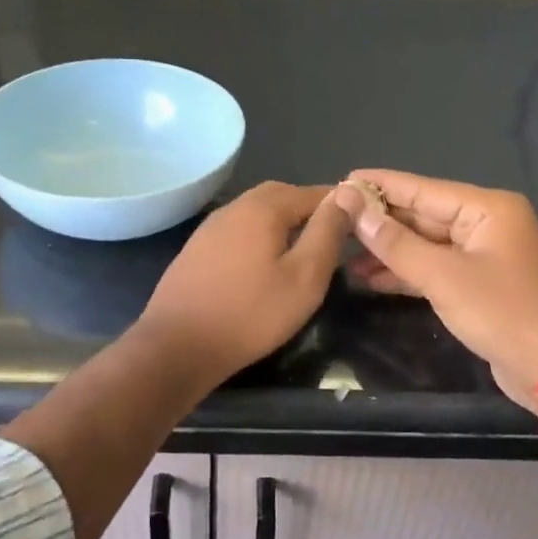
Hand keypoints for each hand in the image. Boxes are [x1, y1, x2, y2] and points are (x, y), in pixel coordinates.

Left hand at [135, 182, 352, 387]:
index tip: (359, 221)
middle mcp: (234, 208)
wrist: (178, 345)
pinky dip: (258, 236)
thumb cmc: (251, 314)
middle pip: (280, 195)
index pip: (311, 192)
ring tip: (301, 248)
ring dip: (281, 221)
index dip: (338, 204)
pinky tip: (263, 263)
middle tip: (331, 232)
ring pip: (255, 212)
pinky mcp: (196, 250)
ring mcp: (210, 228)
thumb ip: (327, 233)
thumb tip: (348, 195)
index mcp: (263, 208)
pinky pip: (237, 231)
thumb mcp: (304, 277)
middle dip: (308, 208)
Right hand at [335, 170, 537, 410]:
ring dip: (388, 250)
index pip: (422, 189)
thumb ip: (395, 243)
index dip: (380, 186)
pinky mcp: (479, 284)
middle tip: (333, 220)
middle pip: (423, 215)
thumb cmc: (503, 313)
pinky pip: (435, 267)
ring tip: (342, 253)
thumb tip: (353, 207)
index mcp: (487, 208)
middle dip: (380, 221)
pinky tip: (370, 278)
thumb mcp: (443, 277)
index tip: (342, 180)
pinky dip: (406, 272)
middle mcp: (486, 224)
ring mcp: (483, 255)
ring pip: (426, 244)